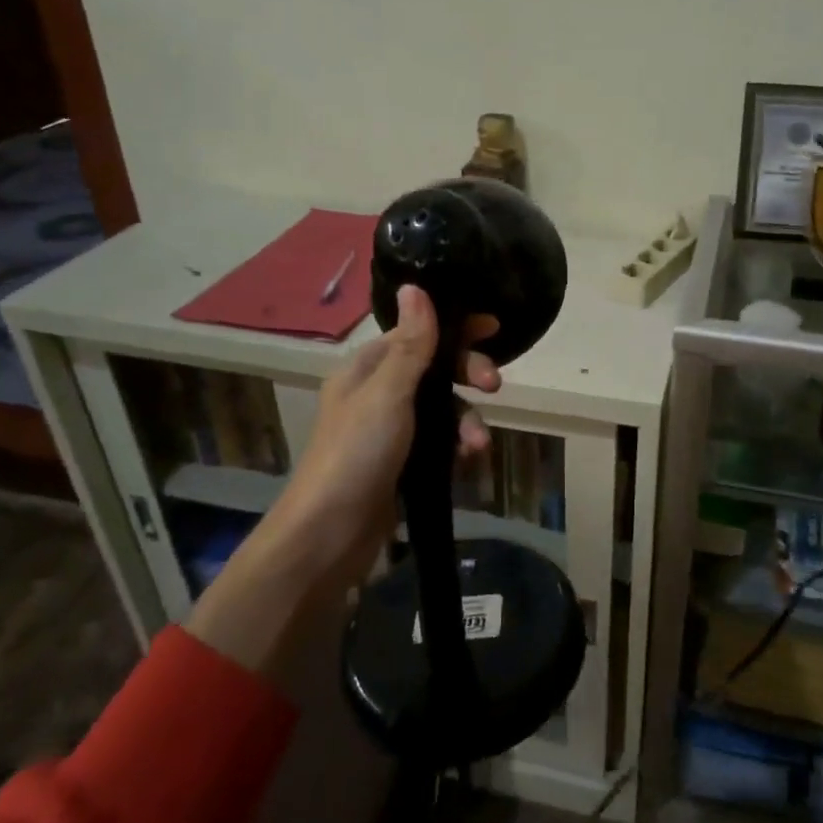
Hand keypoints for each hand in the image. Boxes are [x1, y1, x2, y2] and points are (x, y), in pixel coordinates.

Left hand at [187, 285, 501, 677]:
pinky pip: (440, 442)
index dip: (453, 327)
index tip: (491, 327)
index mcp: (367, 369)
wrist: (329, 535)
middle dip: (467, 374)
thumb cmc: (357, 453)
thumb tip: (414, 286)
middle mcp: (378, 393)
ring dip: (466, 420)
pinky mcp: (402, 463)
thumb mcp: (388, 393)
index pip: (416, 333)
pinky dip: (457, 447)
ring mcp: (390, 431)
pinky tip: (469, 461)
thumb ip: (410, 344)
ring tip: (477, 445)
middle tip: (494, 384)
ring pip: (443, 409)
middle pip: (435, 369)